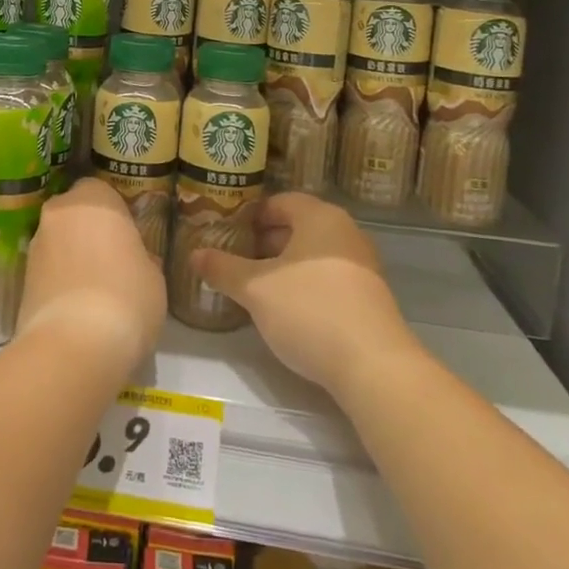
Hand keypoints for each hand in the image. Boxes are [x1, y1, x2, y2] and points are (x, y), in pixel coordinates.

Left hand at [17, 179, 166, 371]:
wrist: (74, 346)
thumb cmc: (126, 297)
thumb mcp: (153, 276)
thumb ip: (141, 257)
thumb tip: (134, 260)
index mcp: (93, 198)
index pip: (101, 190)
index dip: (115, 212)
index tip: (128, 236)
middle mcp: (58, 212)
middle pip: (75, 214)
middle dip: (89, 231)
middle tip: (112, 259)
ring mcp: (35, 245)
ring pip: (59, 242)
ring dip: (72, 256)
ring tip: (94, 289)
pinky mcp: (20, 278)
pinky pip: (48, 270)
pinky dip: (59, 280)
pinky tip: (77, 307)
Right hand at [191, 192, 418, 397]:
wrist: (374, 366)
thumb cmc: (309, 310)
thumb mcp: (255, 289)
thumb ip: (223, 268)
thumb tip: (194, 254)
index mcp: (319, 217)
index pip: (279, 202)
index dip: (249, 216)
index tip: (226, 234)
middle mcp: (345, 232)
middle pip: (297, 227)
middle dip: (264, 243)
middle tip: (234, 261)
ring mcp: (361, 265)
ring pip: (312, 255)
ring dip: (283, 266)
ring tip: (255, 287)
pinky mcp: (369, 297)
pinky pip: (328, 278)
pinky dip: (305, 285)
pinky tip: (286, 310)